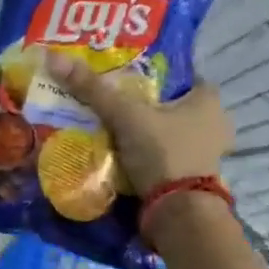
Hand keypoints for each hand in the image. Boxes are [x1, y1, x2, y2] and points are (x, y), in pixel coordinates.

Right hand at [44, 54, 233, 196]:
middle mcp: (215, 123)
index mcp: (208, 99)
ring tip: (114, 132)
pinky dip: (149, 157)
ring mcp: (207, 154)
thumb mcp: (125, 116)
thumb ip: (93, 89)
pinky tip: (127, 157)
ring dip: (147, 134)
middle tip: (114, 107)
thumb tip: (53, 56)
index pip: (180, 76)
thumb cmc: (162, 153)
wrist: (178, 212)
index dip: (153, 75)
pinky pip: (167, 158)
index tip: (125, 79)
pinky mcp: (194, 178)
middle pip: (172, 106)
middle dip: (146, 107)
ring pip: (170, 134)